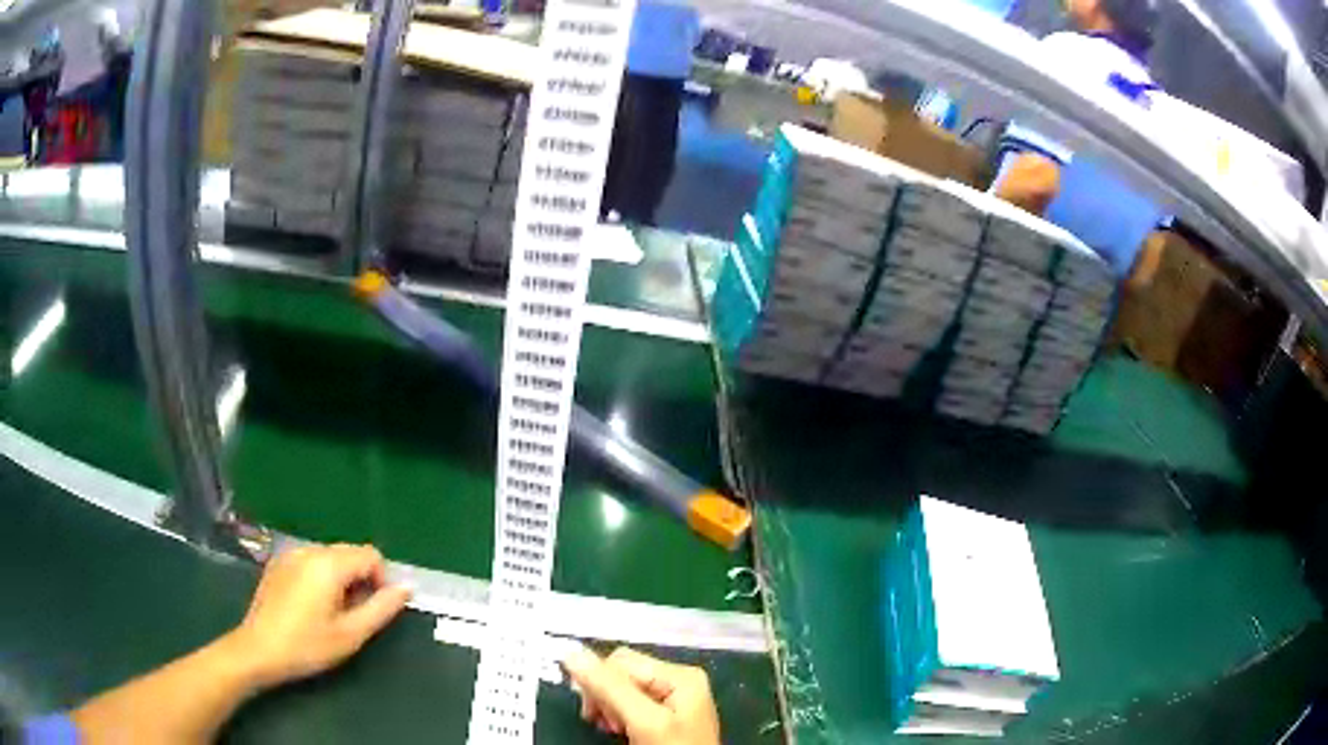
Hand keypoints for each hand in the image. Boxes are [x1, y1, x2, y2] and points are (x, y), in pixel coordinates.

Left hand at [228, 544, 412, 688]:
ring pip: (330, 556)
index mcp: (329, 564)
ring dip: (341, 578)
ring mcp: (291, 554)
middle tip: (354, 615)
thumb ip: (381, 608)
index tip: (373, 609)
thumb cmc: (307, 645)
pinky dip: (321, 576)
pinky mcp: (278, 563)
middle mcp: (310, 550)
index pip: (370, 555)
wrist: (258, 649)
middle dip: (360, 579)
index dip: (381, 580)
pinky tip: (310, 605)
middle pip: (350, 552)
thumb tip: (406, 588)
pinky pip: (311, 560)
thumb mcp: (351, 634)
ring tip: (332, 612)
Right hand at [562, 647, 720, 744]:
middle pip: (621, 673)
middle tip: (606, 724)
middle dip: (604, 697)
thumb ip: (611, 688)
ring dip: (609, 708)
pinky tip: (621, 732)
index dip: (599, 682)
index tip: (593, 713)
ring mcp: (672, 699)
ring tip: (614, 730)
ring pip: (621, 689)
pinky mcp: (663, 715)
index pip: (621, 660)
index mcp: (681, 675)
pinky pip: (629, 704)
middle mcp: (678, 680)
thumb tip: (572, 654)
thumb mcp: (644, 721)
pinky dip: (618, 716)